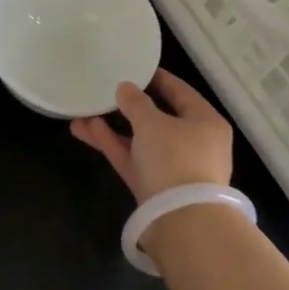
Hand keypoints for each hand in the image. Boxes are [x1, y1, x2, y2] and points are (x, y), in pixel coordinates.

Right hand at [70, 69, 232, 201]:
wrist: (181, 222)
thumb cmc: (175, 160)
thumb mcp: (153, 124)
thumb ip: (136, 103)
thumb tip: (124, 87)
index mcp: (205, 122)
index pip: (181, 92)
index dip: (158, 78)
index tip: (135, 68)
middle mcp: (193, 143)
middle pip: (158, 117)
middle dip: (128, 106)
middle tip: (106, 90)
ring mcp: (172, 167)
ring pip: (140, 140)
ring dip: (113, 127)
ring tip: (82, 111)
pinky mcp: (153, 187)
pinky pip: (132, 158)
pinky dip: (111, 144)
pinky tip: (84, 129)